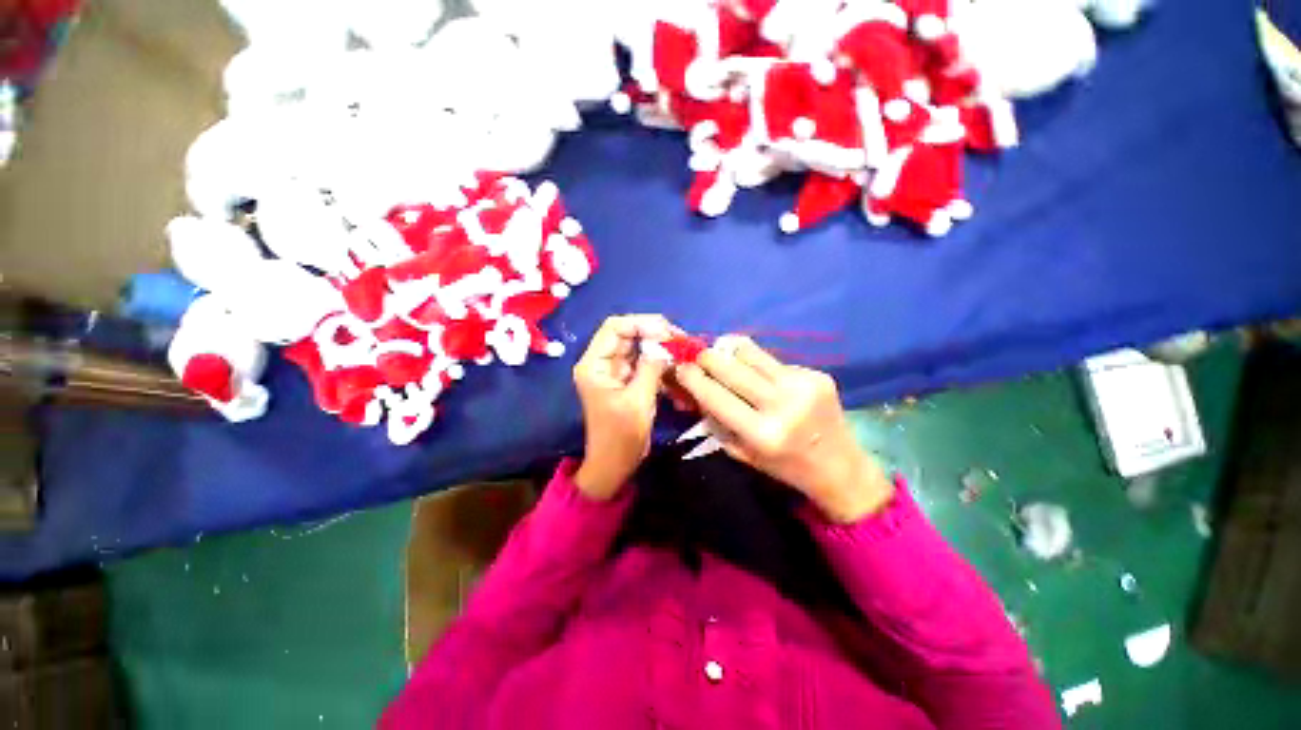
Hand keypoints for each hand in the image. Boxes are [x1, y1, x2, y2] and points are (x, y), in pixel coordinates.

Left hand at [572, 315, 676, 499]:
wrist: (613, 465)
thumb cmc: (620, 437)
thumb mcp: (638, 402)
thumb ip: (651, 369)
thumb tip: (665, 348)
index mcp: (595, 364)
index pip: (615, 327)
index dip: (642, 323)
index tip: (668, 332)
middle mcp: (602, 363)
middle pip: (628, 335)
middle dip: (655, 334)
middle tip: (682, 340)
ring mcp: (615, 372)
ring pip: (639, 349)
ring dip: (661, 350)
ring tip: (683, 354)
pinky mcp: (627, 382)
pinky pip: (645, 365)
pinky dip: (661, 366)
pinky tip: (677, 371)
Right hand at [674, 336, 892, 522]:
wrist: (841, 467)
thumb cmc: (785, 467)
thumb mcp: (743, 452)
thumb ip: (716, 421)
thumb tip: (692, 390)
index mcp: (762, 434)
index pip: (715, 396)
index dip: (692, 378)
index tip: (679, 367)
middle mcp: (783, 405)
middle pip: (731, 366)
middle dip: (706, 357)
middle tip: (698, 358)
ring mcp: (803, 385)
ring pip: (751, 353)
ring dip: (730, 353)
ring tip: (725, 359)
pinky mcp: (817, 374)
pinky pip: (774, 361)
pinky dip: (759, 365)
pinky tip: (763, 377)